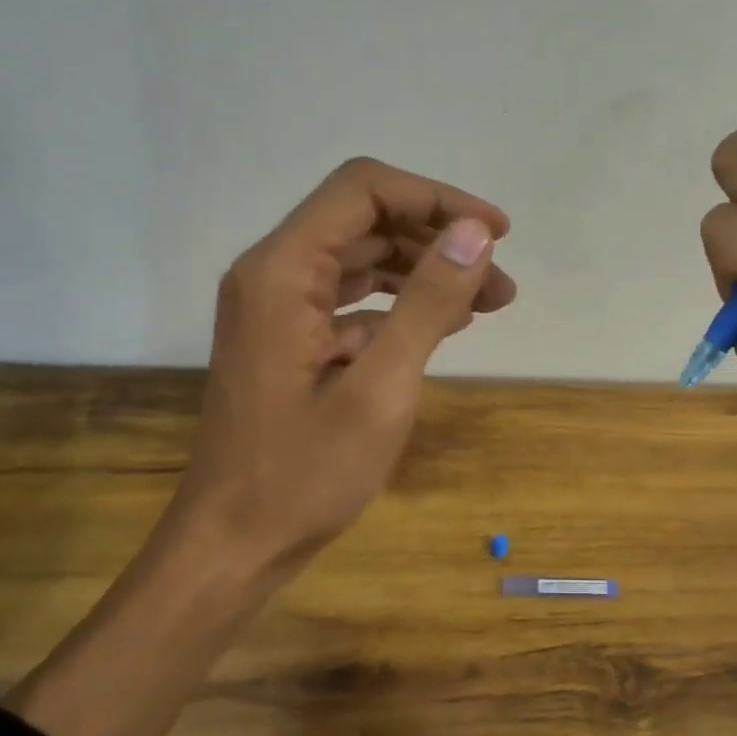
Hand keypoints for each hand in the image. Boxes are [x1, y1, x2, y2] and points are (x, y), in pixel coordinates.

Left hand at [155, 157, 514, 589]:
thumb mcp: (380, 388)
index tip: (496, 233)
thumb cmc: (304, 475)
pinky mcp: (288, 341)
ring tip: (487, 303)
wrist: (235, 545)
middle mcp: (273, 275)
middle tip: (501, 282)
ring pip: (360, 260)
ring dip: (424, 272)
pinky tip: (442, 328)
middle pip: (364, 220)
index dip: (436, 198)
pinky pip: (351, 302)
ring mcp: (278, 309)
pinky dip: (399, 306)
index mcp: (283, 271)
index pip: (364, 190)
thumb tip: (477, 233)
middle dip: (438, 240)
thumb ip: (427, 302)